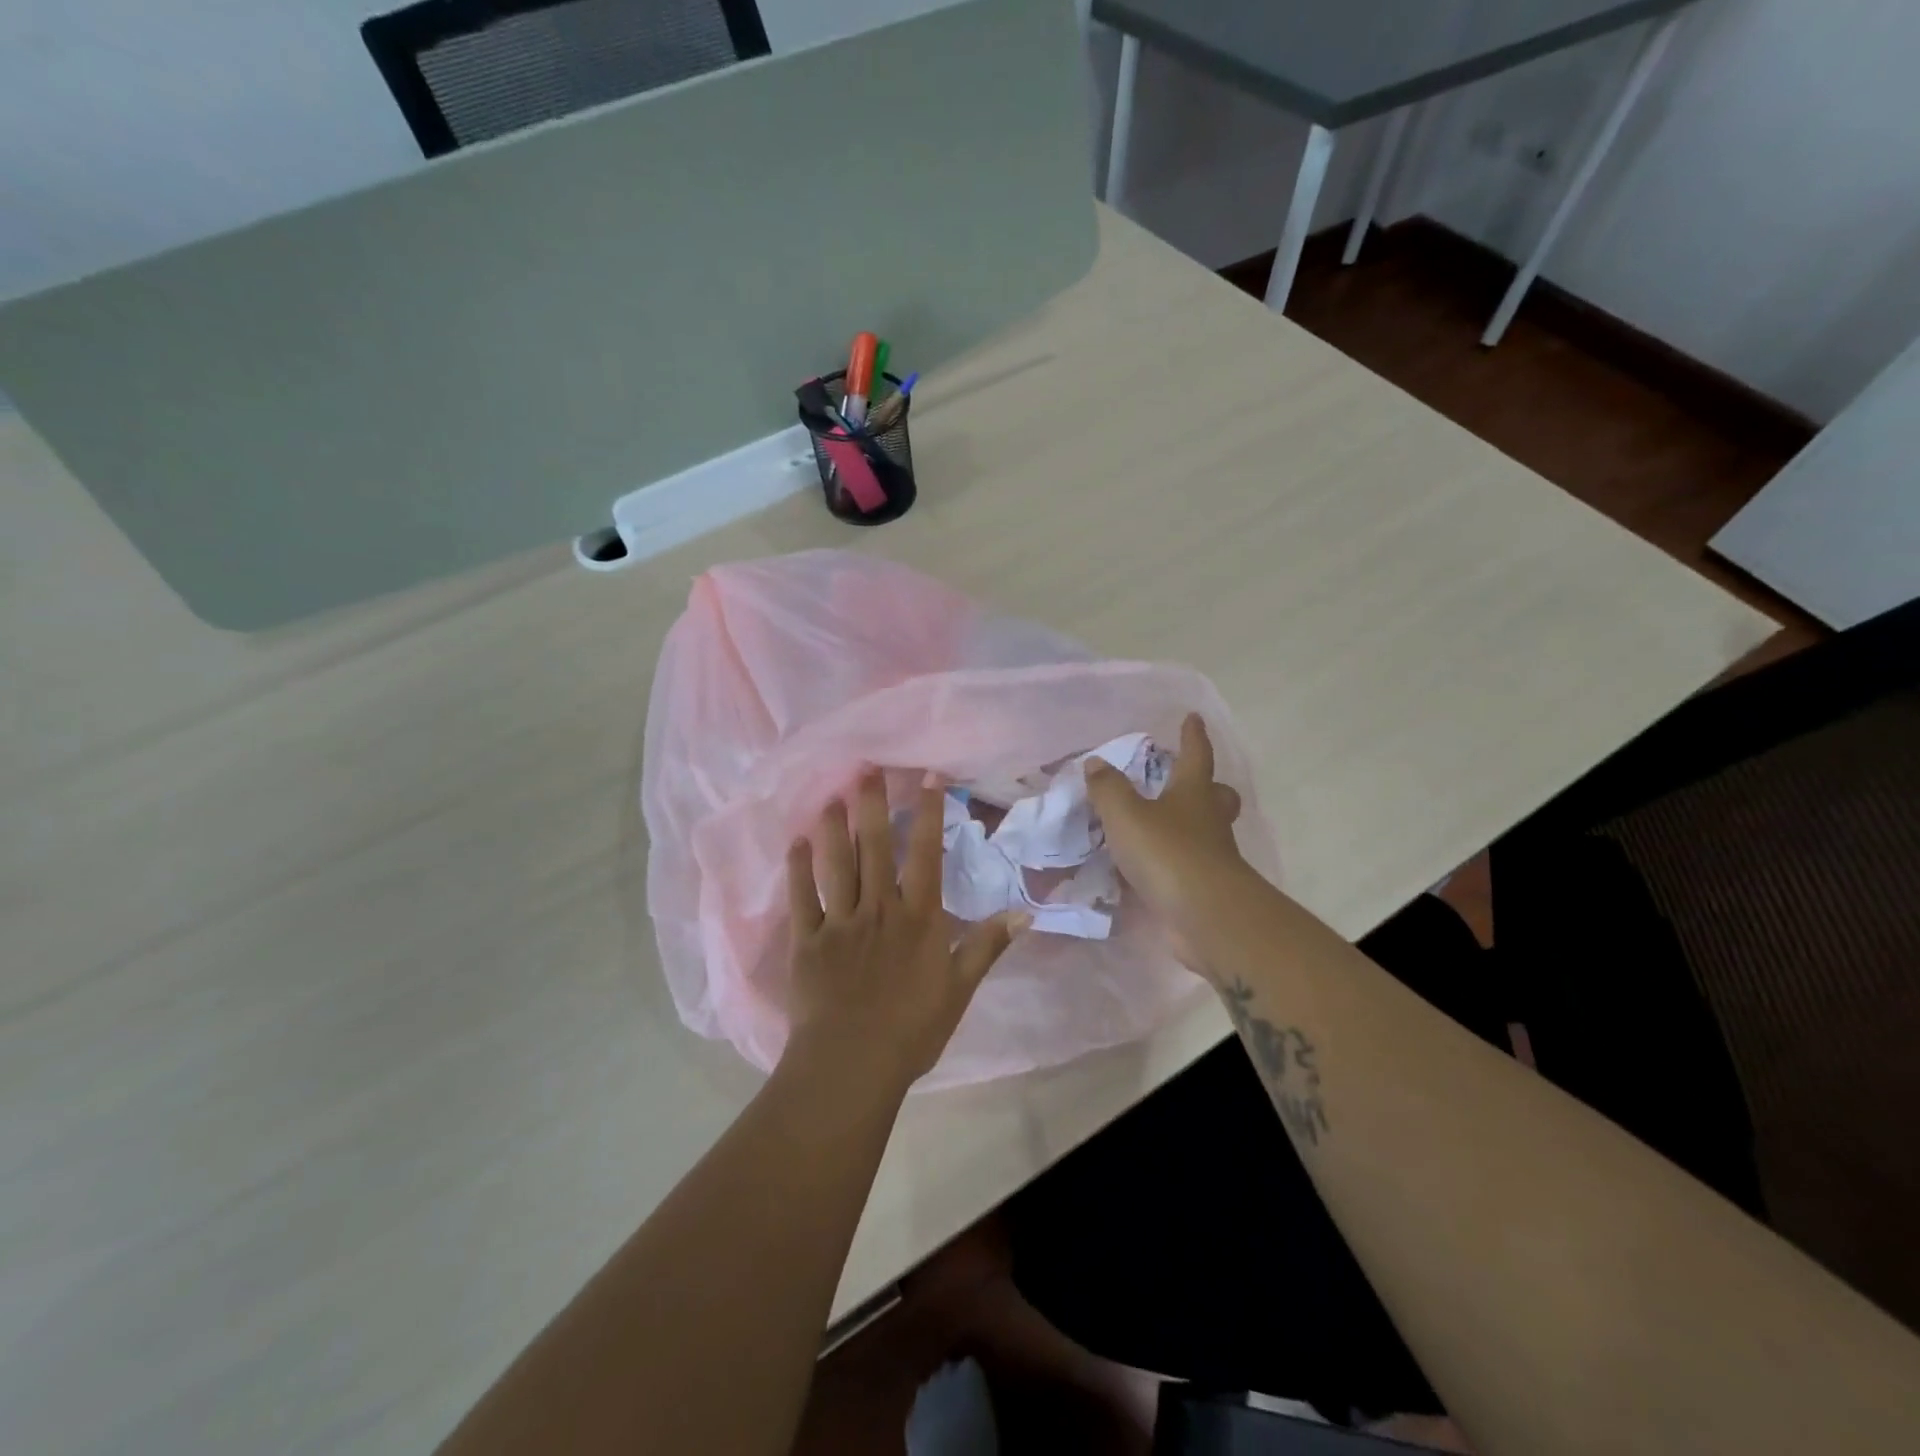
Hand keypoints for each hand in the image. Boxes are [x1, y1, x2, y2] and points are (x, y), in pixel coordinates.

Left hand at [786, 769, 1028, 1088]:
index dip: (928, 813)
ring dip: (833, 827)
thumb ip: (987, 947)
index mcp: (917, 918)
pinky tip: (794, 842)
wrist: (851, 1064)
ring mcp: (839, 922)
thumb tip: (1025, 914)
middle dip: (871, 804)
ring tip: (831, 794)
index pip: (924, 854)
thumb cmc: (912, 1030)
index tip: (928, 778)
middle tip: (865, 767)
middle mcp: (878, 908)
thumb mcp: (959, 990)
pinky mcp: (807, 940)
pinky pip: (801, 897)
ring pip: (835, 863)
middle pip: (873, 847)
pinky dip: (797, 868)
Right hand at [1084, 715, 1250, 972]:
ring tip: (1155, 827)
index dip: (1193, 735)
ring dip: (1185, 826)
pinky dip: (1170, 862)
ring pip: (1204, 832)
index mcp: (1193, 793)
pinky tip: (1147, 868)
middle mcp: (1208, 821)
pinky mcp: (1204, 888)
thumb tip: (1096, 762)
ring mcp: (1212, 857)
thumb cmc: (1167, 852)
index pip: (1196, 755)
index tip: (1194, 717)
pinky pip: (1187, 866)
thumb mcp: (1126, 815)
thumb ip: (1108, 788)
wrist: (1205, 916)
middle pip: (1216, 796)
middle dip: (1206, 787)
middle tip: (1185, 783)